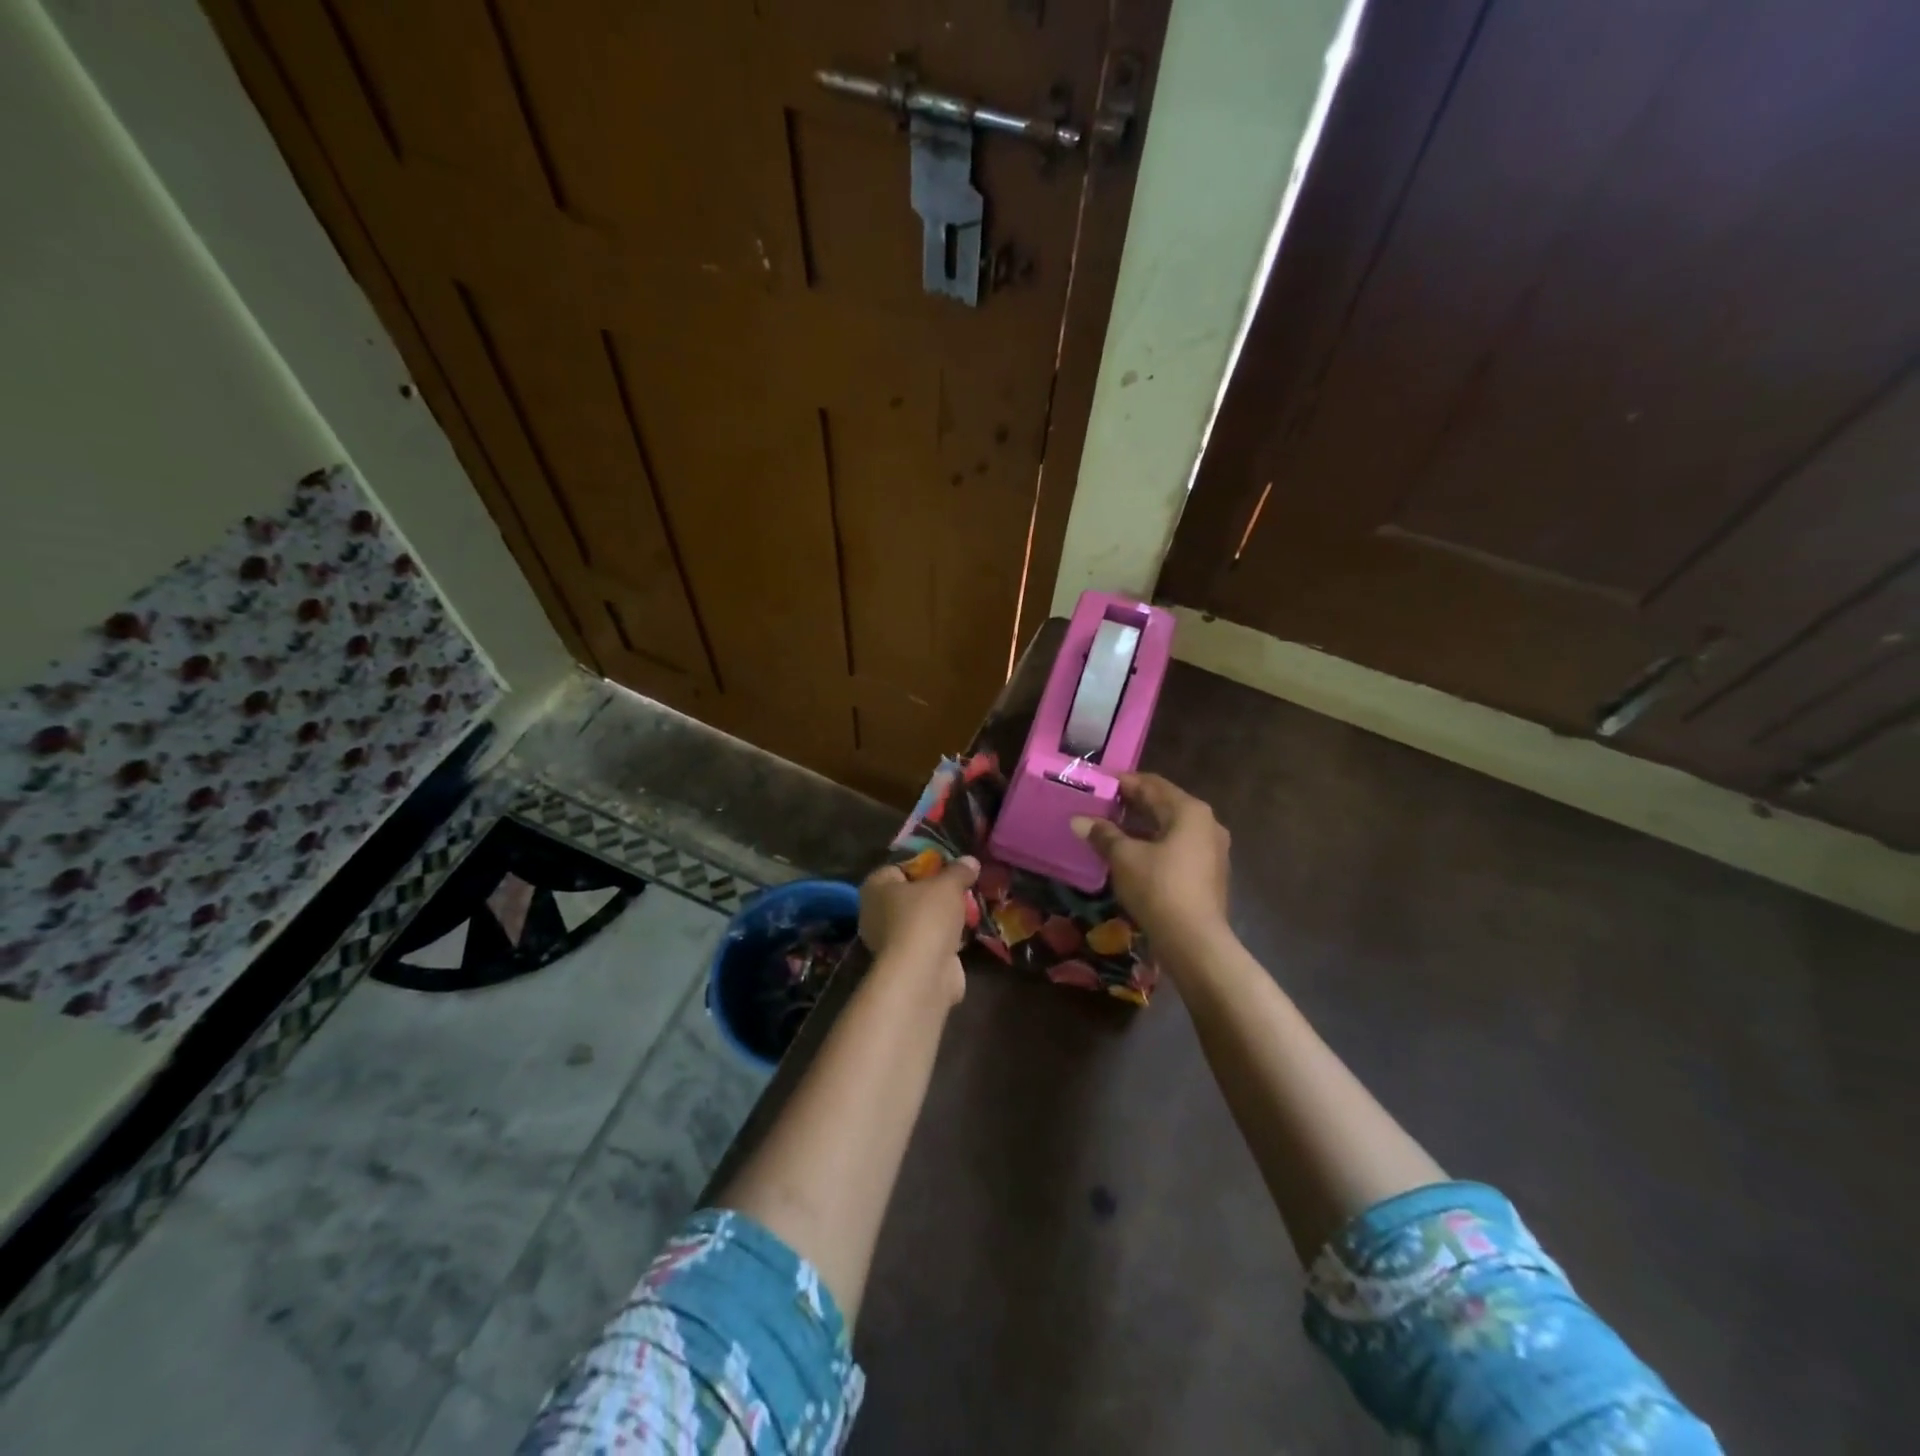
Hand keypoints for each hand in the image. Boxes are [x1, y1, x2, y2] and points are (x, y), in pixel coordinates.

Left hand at [858, 856, 979, 1003]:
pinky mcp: (906, 963)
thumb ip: (959, 871)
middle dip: (936, 894)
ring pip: (920, 920)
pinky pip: (927, 942)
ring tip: (968, 910)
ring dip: (941, 918)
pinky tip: (964, 935)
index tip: (949, 868)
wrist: (922, 974)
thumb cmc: (926, 917)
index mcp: (875, 887)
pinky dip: (943, 940)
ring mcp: (889, 941)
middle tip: (961, 889)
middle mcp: (875, 913)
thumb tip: (970, 860)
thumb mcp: (948, 885)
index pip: (899, 868)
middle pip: (911, 895)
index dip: (925, 866)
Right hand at [1072, 773, 1230, 944]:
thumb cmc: (1159, 888)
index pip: (1152, 784)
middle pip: (1164, 804)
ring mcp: (1211, 850)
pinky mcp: (1208, 874)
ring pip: (1170, 828)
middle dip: (1132, 804)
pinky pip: (1177, 848)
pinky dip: (1154, 844)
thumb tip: (1078, 820)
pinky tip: (1131, 854)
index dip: (1123, 782)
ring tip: (1110, 828)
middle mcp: (1206, 824)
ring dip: (1142, 826)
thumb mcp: (1124, 858)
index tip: (1098, 784)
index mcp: (1189, 811)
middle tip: (1100, 804)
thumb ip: (1103, 834)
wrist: (1195, 942)